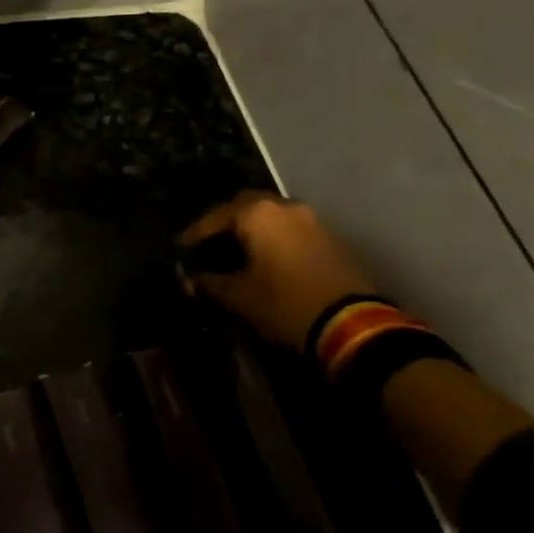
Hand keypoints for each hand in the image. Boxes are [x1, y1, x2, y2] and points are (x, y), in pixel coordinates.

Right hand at [180, 191, 380, 351]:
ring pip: (270, 216)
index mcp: (258, 214)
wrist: (353, 326)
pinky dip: (271, 238)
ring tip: (234, 251)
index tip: (180, 248)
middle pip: (245, 206)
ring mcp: (311, 220)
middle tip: (207, 243)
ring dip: (251, 230)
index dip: (195, 234)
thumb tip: (189, 280)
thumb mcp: (240, 296)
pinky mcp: (329, 238)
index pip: (215, 217)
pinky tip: (263, 259)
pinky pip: (289, 229)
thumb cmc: (286, 304)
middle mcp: (285, 207)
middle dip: (224, 223)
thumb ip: (209, 283)